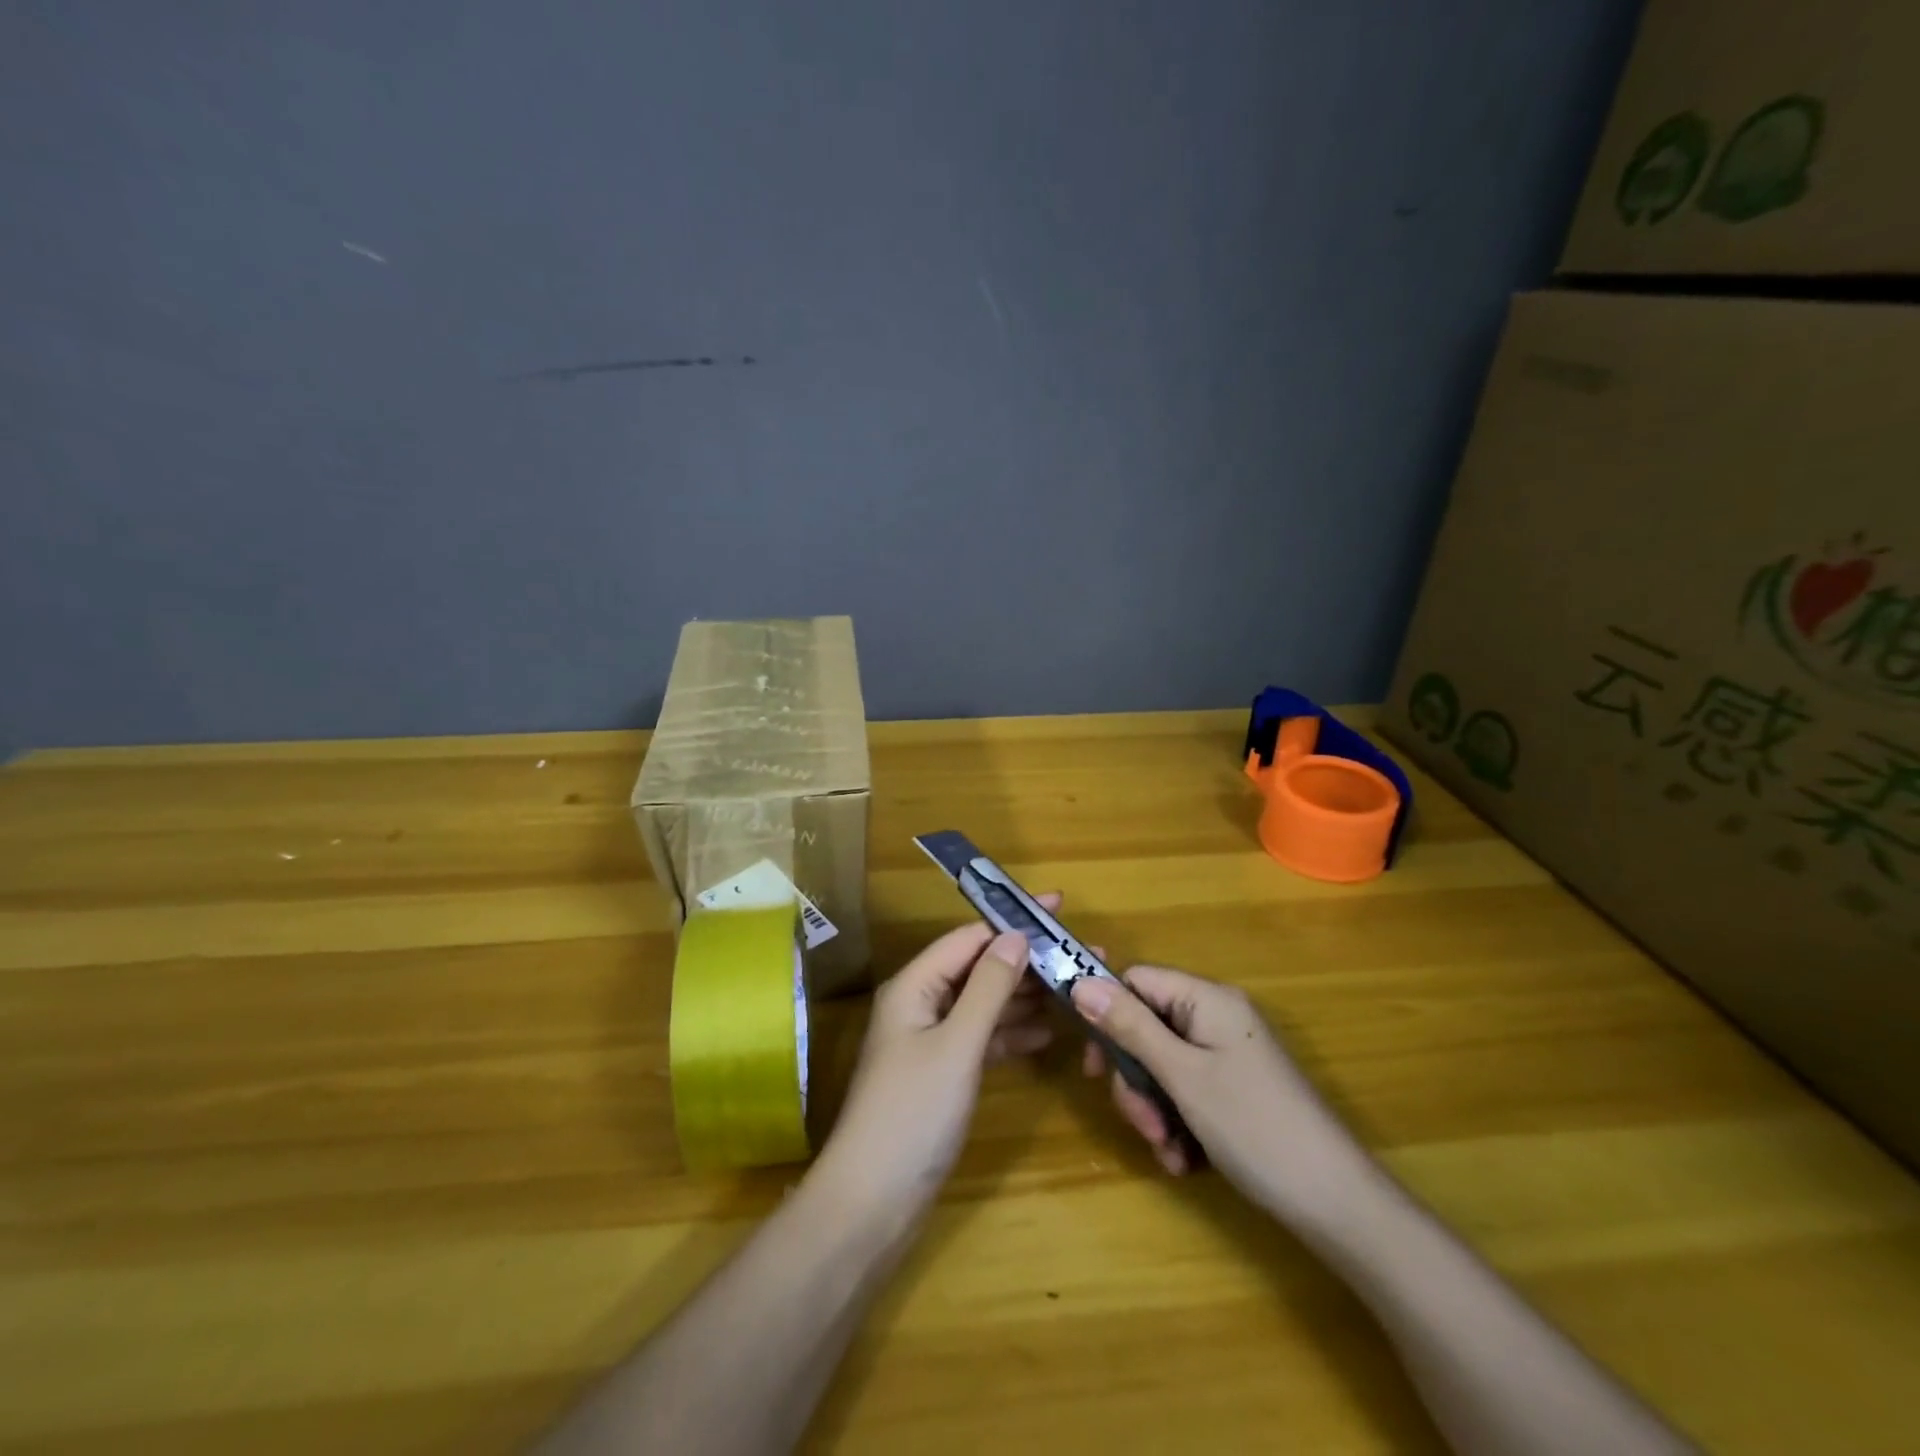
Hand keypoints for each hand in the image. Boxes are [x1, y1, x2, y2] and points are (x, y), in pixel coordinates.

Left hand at [817, 902, 1061, 1216]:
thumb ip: (988, 988)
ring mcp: (931, 1041)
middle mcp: (921, 1004)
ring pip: (984, 1004)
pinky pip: (982, 1039)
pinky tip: (1047, 1033)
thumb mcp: (956, 1044)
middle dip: (1027, 961)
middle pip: (979, 969)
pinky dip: (1011, 1033)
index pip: (969, 938)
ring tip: (1076, 989)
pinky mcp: (942, 1074)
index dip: (1013, 921)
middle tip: (1082, 956)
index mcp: (915, 986)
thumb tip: (1017, 936)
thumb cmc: (912, 1113)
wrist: (872, 1202)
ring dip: (1025, 997)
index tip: (1058, 908)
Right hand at [1070, 966, 1365, 1218]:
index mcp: (1207, 999)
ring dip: (1155, 1109)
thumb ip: (1130, 1027)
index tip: (1094, 1066)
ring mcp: (1229, 1055)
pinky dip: (1178, 1123)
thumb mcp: (1182, 1075)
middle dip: (1136, 1079)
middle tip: (1142, 1123)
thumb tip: (1080, 983)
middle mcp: (1217, 1018)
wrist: (1337, 1203)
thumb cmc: (1253, 1127)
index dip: (1107, 1014)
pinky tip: (1184, 1159)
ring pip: (1163, 1066)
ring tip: (1168, 1150)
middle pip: (1147, 1028)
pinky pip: (1188, 1091)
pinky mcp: (1236, 1089)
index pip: (1136, 982)